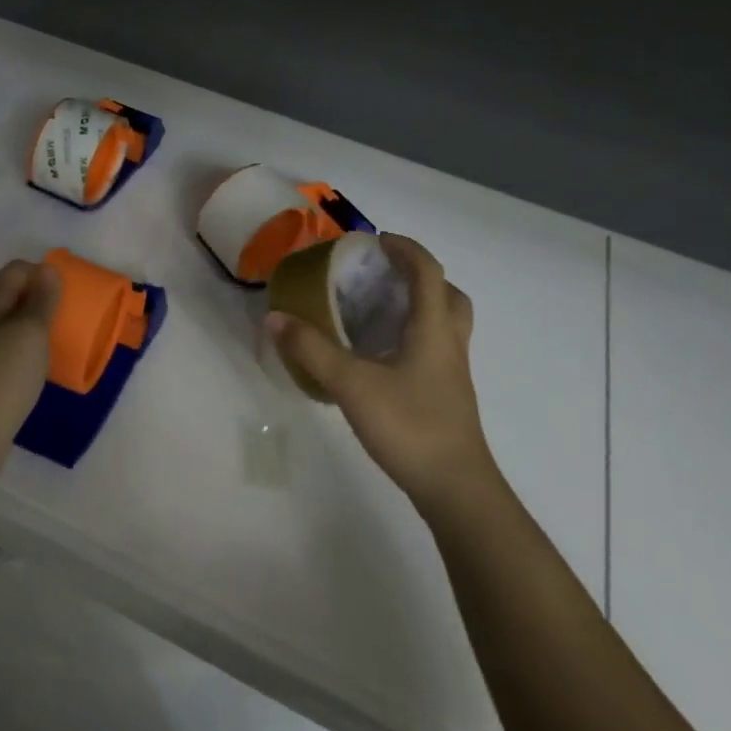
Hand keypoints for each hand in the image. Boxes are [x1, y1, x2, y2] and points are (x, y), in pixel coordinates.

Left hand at [0, 259, 59, 485]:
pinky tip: (47, 367)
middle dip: (44, 298)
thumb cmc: (4, 375)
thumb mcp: (30, 331)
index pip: (16, 270)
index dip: (42, 272)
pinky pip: (16, 352)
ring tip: (65, 339)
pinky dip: (33, 352)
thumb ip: (42, 300)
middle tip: (72, 313)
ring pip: (16, 326)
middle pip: (16, 296)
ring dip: (40, 327)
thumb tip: (47, 268)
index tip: (68, 291)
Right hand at [266, 234, 498, 514]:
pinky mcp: (447, 396)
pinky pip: (435, 349)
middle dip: (419, 276)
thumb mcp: (352, 384)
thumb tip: (275, 317)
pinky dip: (413, 338)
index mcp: (433, 328)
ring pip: (445, 324)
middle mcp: (449, 343)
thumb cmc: (409, 426)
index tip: (375, 241)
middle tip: (383, 277)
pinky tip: (380, 358)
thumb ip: (312, 349)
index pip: (427, 271)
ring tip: (378, 312)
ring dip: (419, 307)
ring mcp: (453, 373)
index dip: (405, 249)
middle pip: (448, 295)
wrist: (455, 489)